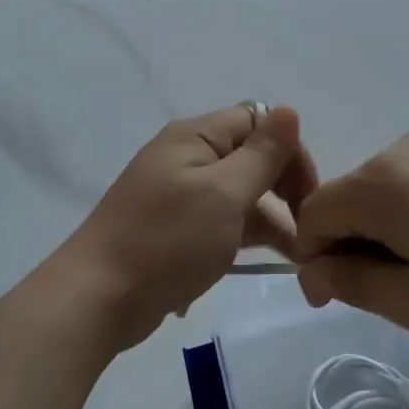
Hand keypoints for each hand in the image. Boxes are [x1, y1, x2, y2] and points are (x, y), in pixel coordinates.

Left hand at [57, 104, 318, 349]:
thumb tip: (289, 110)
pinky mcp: (173, 230)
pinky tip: (260, 266)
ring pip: (237, 194)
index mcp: (195, 136)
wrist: (98, 298)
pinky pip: (218, 222)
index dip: (289, 152)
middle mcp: (186, 156)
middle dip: (283, 188)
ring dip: (268, 220)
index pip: (259, 122)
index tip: (310, 196)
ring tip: (296, 258)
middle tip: (307, 230)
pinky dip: (241, 238)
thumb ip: (261, 154)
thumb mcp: (224, 193)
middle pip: (250, 157)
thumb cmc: (167, 240)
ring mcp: (177, 194)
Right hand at [293, 131, 408, 349]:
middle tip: (404, 295)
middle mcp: (403, 149)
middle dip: (358, 244)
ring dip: (396, 229)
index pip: (313, 214)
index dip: (315, 259)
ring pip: (393, 188)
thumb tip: (316, 271)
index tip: (343, 298)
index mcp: (379, 184)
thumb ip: (356, 284)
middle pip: (352, 197)